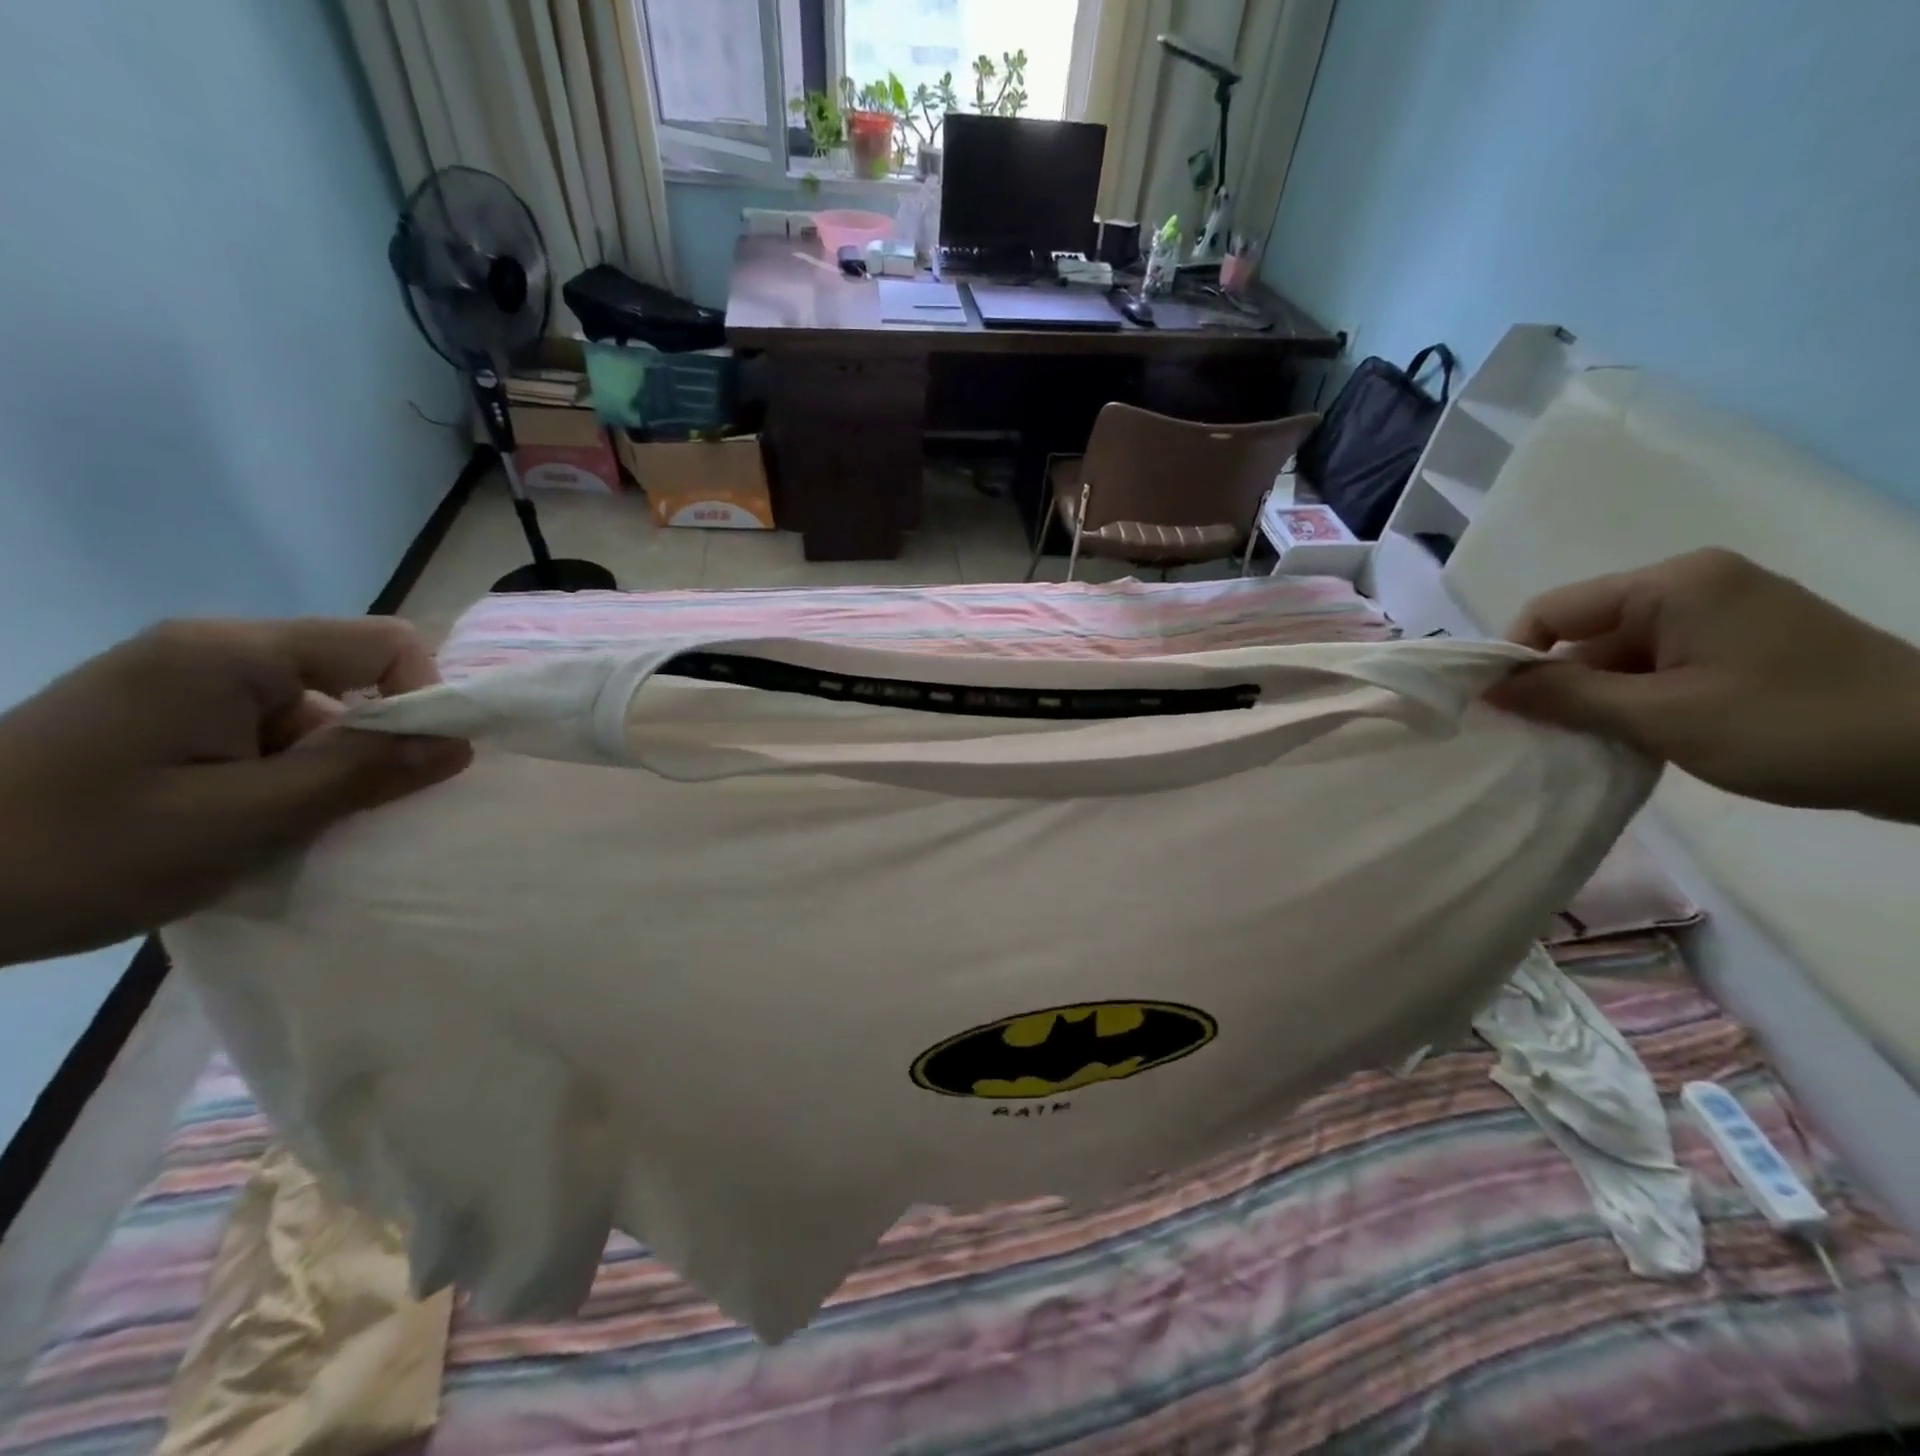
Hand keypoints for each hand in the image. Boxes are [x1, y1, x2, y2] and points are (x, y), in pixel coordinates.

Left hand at [0, 618, 471, 966]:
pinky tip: (245, 824)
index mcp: (231, 654)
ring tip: (282, 831)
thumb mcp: (243, 820)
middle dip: (371, 743)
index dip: (424, 696)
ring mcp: (182, 682)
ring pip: (312, 711)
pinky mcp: (162, 715)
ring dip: (323, 769)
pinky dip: (282, 776)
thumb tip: (459, 744)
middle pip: (352, 676)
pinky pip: (266, 731)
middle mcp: (213, 650)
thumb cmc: (78, 850)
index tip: (414, 767)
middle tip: (343, 813)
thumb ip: (360, 774)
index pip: (384, 643)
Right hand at [1486, 548, 1919, 821]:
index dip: (1514, 657)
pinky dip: (1636, 701)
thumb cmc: (1794, 726)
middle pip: (1585, 633)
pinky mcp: (1743, 644)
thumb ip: (1565, 697)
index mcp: (1672, 585)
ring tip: (1594, 745)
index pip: (1553, 610)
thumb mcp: (1662, 717)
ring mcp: (1722, 614)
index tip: (1498, 710)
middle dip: (1559, 685)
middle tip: (1544, 738)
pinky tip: (1639, 738)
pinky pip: (1659, 666)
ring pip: (1620, 655)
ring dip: (1599, 699)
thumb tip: (1487, 690)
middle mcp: (1692, 585)